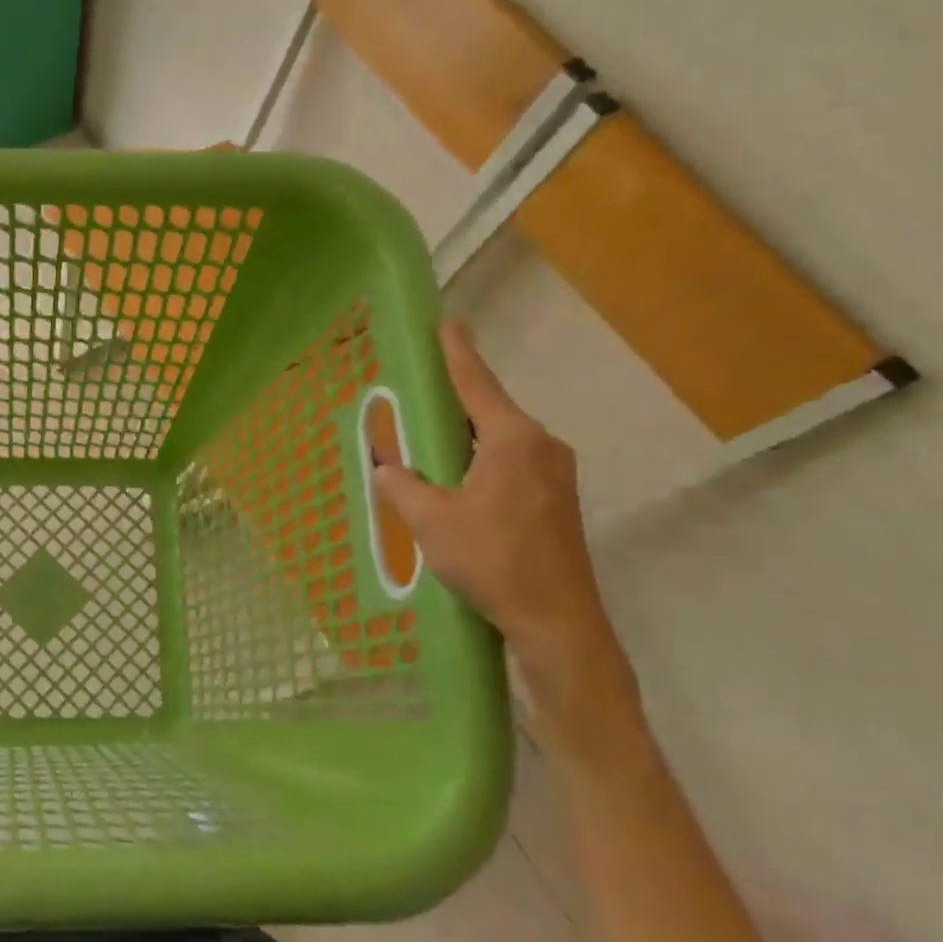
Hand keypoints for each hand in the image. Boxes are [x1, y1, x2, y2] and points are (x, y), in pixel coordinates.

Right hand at [373, 322, 635, 750]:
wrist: (556, 620)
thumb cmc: (492, 561)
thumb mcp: (431, 521)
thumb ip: (402, 486)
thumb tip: (386, 467)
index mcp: (512, 441)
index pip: (476, 385)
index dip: (457, 353)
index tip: (448, 322)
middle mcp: (540, 447)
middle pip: (488, 412)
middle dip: (451, 403)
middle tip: (416, 397)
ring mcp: (554, 474)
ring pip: (498, 442)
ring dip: (462, 440)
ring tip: (425, 446)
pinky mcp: (555, 500)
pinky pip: (508, 464)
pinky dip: (477, 463)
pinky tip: (453, 483)